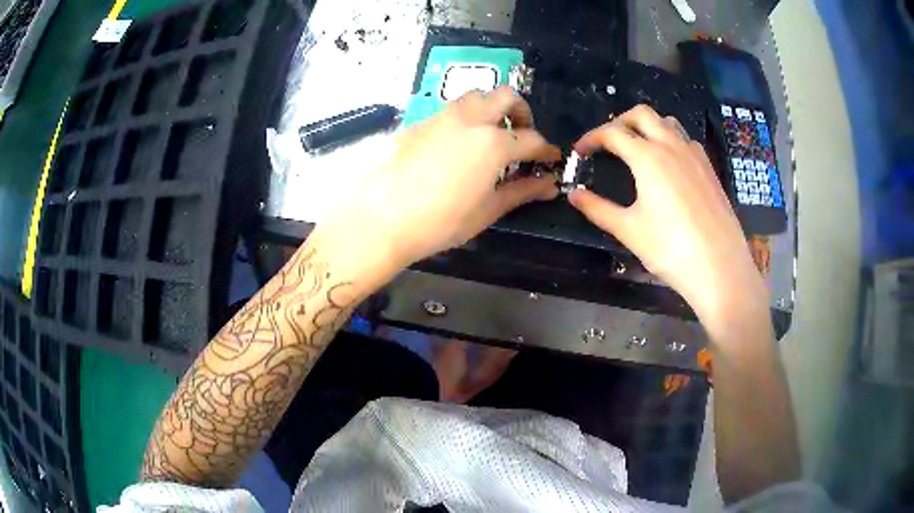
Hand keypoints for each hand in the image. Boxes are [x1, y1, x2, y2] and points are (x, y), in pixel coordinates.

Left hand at [320, 86, 560, 270]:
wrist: (380, 218)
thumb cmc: (439, 221)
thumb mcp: (487, 210)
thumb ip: (522, 191)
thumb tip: (549, 185)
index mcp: (493, 142)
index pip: (531, 139)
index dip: (545, 150)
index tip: (550, 159)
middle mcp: (470, 119)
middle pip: (506, 96)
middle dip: (521, 112)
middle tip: (521, 135)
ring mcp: (442, 116)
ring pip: (476, 95)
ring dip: (491, 108)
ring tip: (490, 135)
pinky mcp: (419, 122)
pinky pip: (451, 109)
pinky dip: (465, 117)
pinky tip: (458, 145)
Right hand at [568, 105, 766, 324]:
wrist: (720, 267)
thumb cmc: (670, 249)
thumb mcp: (628, 230)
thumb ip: (597, 208)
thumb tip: (573, 194)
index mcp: (647, 157)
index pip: (612, 133)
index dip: (591, 138)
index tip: (580, 151)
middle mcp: (671, 146)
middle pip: (642, 114)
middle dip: (620, 121)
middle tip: (609, 142)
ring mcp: (694, 155)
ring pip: (667, 122)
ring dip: (648, 127)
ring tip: (638, 148)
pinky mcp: (709, 168)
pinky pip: (686, 140)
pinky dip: (670, 140)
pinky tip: (669, 165)